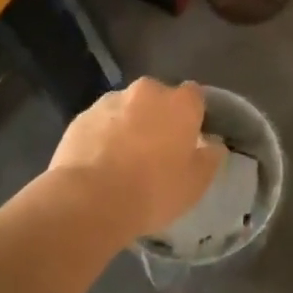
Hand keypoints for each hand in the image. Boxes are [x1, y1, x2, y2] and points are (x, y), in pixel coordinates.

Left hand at [49, 79, 223, 236]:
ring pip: (126, 108)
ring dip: (129, 125)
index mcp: (180, 103)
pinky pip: (100, 123)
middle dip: (158, 117)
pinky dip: (102, 136)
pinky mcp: (80, 117)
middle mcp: (146, 92)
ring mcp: (109, 102)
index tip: (189, 139)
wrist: (89, 200)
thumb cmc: (154, 190)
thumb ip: (210, 156)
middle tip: (156, 150)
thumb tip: (212, 143)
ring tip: (123, 159)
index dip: (192, 116)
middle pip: (158, 98)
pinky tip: (99, 164)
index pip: (194, 96)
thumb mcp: (197, 182)